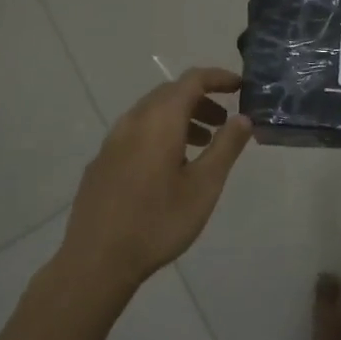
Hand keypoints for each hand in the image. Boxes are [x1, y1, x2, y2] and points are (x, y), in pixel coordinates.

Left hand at [57, 67, 253, 299]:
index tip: (240, 87)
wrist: (96, 261)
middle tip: (224, 122)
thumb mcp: (204, 186)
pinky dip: (159, 134)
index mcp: (159, 120)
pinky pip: (135, 133)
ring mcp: (112, 141)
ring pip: (151, 113)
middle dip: (200, 99)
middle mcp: (132, 121)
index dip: (218, 78)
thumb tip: (243, 118)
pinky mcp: (101, 163)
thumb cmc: (158, 222)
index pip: (192, 80)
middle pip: (169, 93)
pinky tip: (167, 168)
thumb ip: (226, 147)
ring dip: (180, 118)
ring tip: (202, 145)